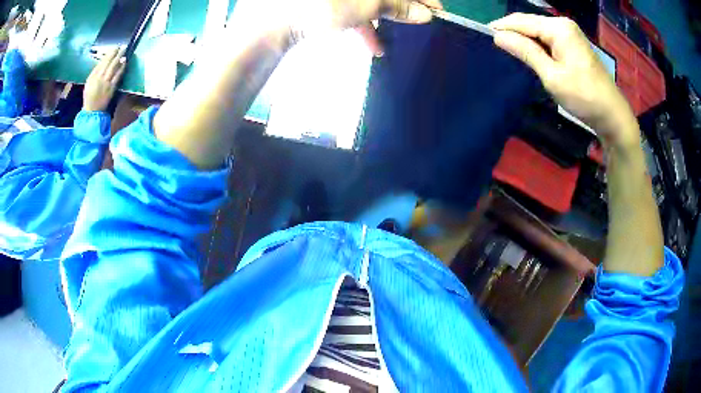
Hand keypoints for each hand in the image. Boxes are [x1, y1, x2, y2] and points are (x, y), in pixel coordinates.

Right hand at [83, 47, 126, 111]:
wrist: (92, 111)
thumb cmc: (90, 97)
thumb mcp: (89, 83)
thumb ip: (95, 72)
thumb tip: (102, 62)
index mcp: (92, 77)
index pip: (101, 62)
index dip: (108, 54)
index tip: (114, 47)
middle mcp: (98, 78)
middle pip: (108, 63)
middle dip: (115, 54)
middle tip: (122, 46)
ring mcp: (105, 83)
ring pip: (113, 68)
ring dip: (119, 59)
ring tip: (124, 52)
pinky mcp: (111, 89)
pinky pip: (117, 76)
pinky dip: (121, 68)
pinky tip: (124, 63)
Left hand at [226, 0, 441, 52]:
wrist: (264, 26)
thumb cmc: (317, 6)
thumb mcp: (364, 4)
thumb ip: (397, 5)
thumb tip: (425, 13)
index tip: (436, 10)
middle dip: (400, 6)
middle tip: (418, 24)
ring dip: (379, 17)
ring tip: (390, 42)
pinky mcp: (318, 1)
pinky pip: (345, 5)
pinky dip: (358, 22)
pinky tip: (370, 42)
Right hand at [490, 13, 637, 144]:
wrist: (612, 114)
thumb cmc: (583, 97)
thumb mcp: (552, 75)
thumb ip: (525, 52)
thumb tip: (498, 36)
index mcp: (558, 28)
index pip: (522, 21)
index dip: (501, 27)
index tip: (482, 37)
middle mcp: (563, 24)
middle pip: (529, 23)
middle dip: (512, 32)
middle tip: (493, 47)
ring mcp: (569, 33)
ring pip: (538, 31)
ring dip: (523, 39)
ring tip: (507, 51)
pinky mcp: (573, 44)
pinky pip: (548, 38)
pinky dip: (536, 45)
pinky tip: (528, 54)